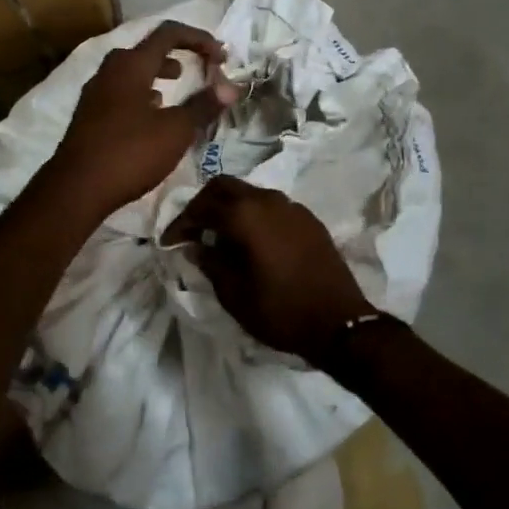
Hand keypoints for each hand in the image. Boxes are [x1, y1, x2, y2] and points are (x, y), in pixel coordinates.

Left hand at [44, 21, 238, 216]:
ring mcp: (95, 94)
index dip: (198, 38)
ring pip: (131, 71)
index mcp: (131, 66)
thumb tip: (231, 87)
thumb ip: (203, 105)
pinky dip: (141, 93)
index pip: (168, 33)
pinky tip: (151, 115)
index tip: (221, 56)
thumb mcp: (175, 131)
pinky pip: (120, 92)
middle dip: (176, 54)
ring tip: (176, 87)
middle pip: (146, 49)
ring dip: (157, 73)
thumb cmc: (130, 153)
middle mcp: (109, 72)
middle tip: (199, 68)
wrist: (76, 189)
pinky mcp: (89, 115)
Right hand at [161, 176, 375, 363]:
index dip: (180, 223)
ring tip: (219, 237)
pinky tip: (251, 242)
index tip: (169, 242)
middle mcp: (268, 201)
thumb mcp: (234, 294)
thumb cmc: (280, 311)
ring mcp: (292, 207)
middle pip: (225, 186)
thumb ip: (210, 263)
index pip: (201, 207)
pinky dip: (253, 215)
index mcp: (245, 215)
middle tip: (192, 230)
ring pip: (250, 193)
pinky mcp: (309, 220)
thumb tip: (195, 246)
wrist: (339, 322)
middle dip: (203, 204)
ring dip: (230, 208)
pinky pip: (272, 206)